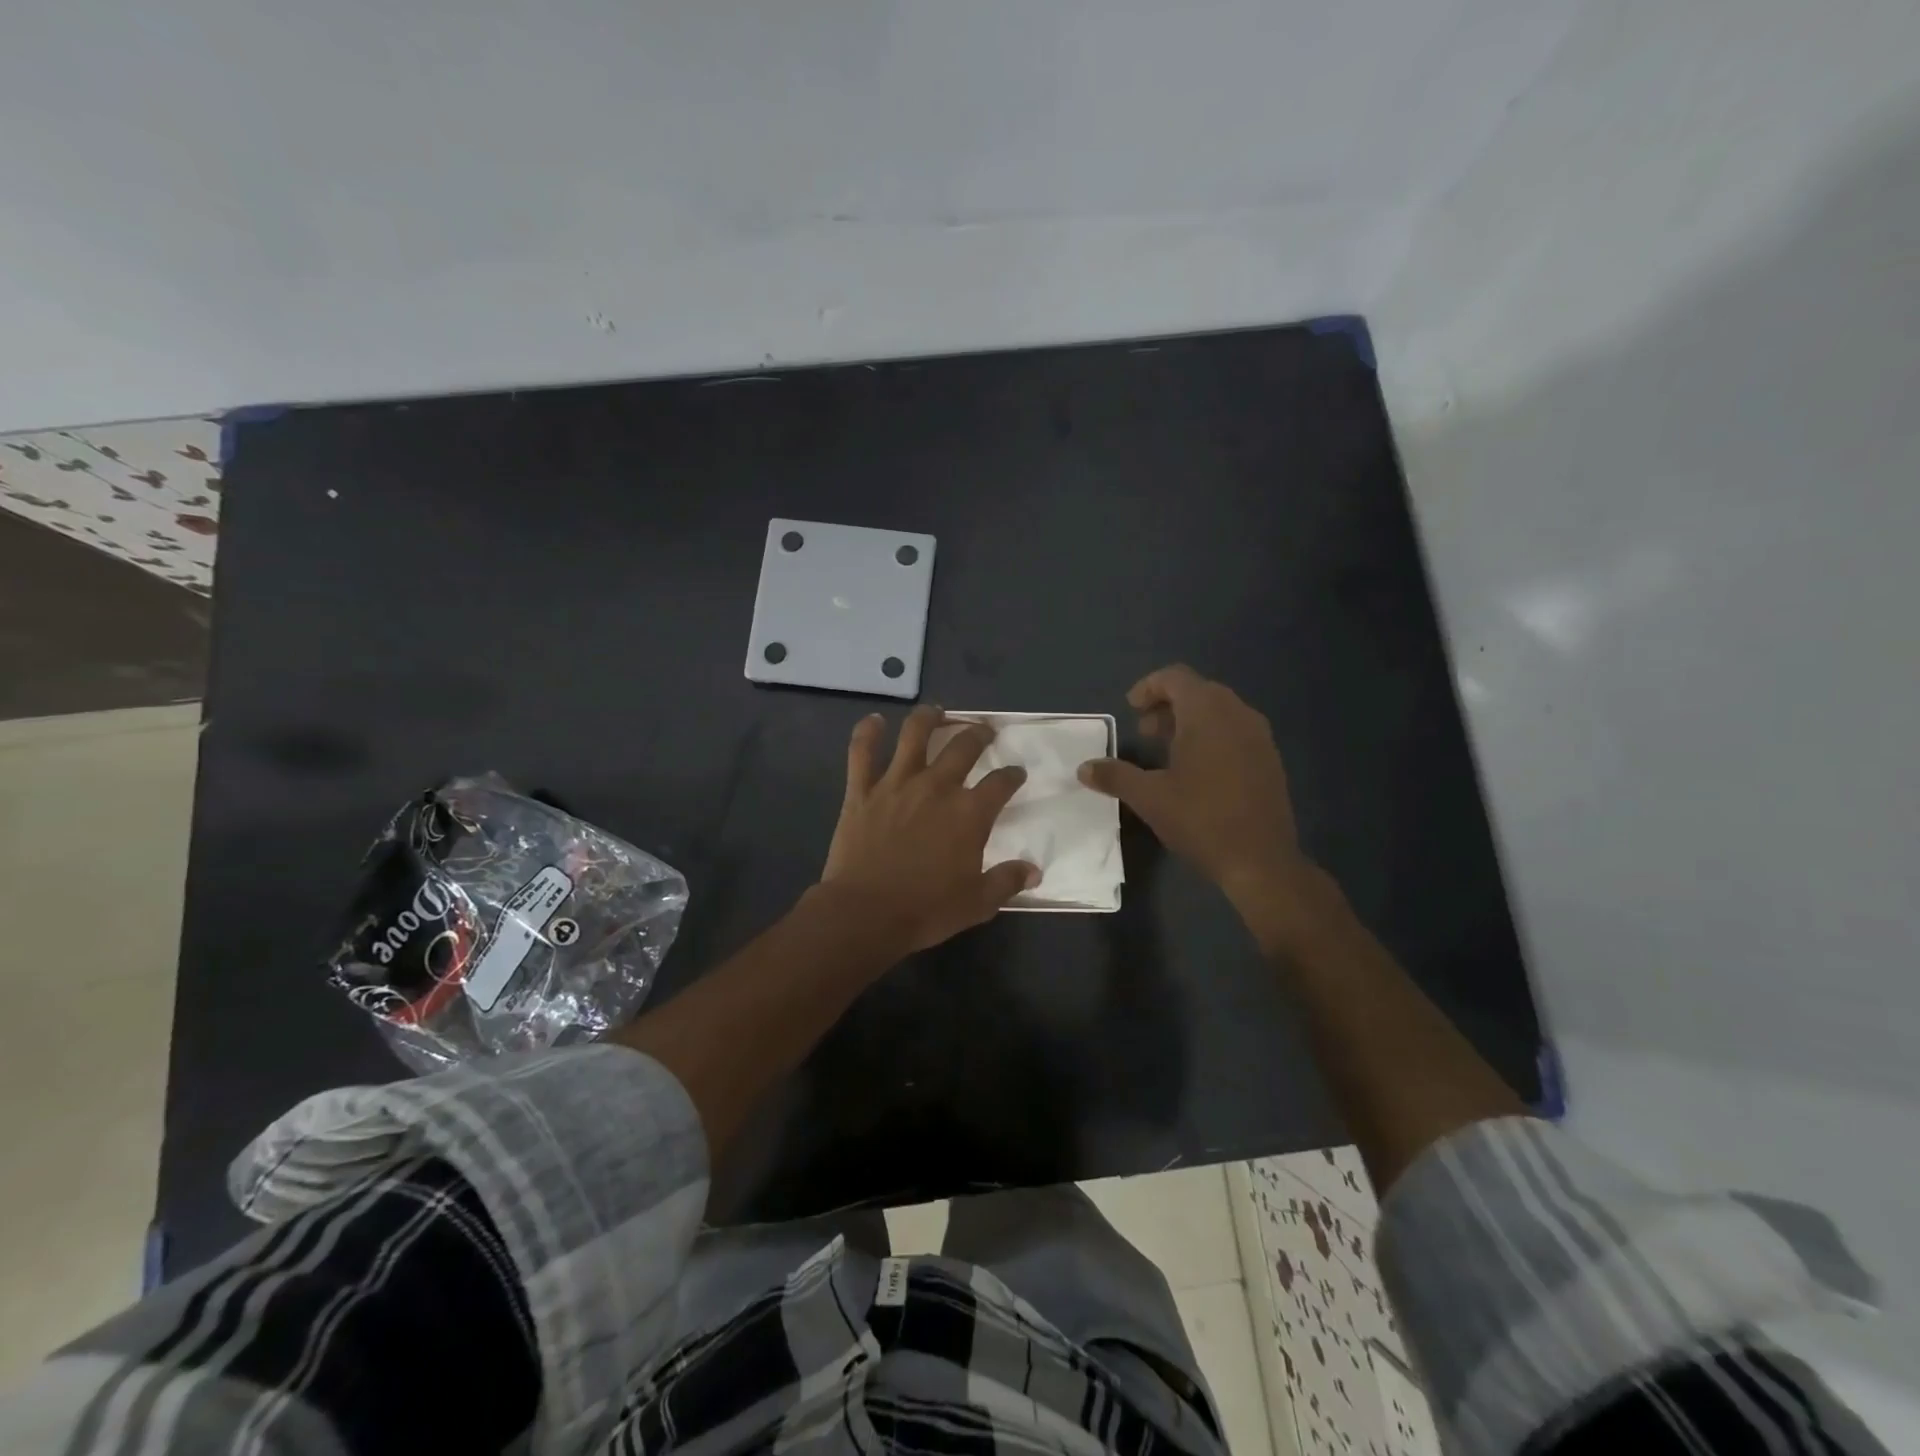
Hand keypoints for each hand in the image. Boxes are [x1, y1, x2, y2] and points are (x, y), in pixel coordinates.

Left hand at [820, 706, 1039, 952]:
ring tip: (937, 711)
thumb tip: (1034, 870)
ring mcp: (896, 783)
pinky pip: (862, 752)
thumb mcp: (977, 903)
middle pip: (963, 746)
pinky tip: (874, 720)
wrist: (865, 913)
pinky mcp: (861, 790)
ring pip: (914, 735)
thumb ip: (1007, 881)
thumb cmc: (925, 910)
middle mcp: (936, 787)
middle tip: (983, 731)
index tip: (1016, 773)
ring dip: (929, 718)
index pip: (1000, 783)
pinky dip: (867, 732)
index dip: (1012, 775)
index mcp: (969, 813)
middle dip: (978, 734)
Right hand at [1079, 665, 1308, 899]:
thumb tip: (1084, 768)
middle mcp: (1237, 714)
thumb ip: (1115, 776)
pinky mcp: (1270, 759)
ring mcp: (1259, 736)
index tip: (1130, 710)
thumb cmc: (1201, 819)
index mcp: (1207, 713)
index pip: (1176, 677)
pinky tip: (1198, 772)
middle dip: (1167, 706)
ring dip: (1190, 722)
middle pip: (1198, 691)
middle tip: (1145, 733)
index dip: (1149, 687)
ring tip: (1167, 752)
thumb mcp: (1149, 798)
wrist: (1261, 861)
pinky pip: (1236, 731)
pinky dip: (1212, 737)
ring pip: (1219, 711)